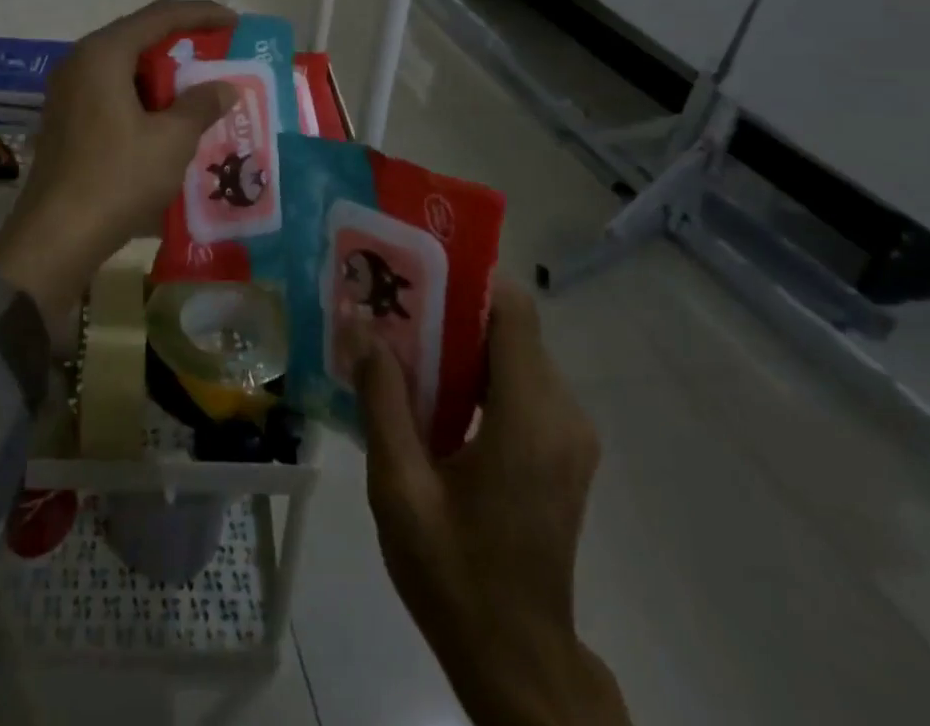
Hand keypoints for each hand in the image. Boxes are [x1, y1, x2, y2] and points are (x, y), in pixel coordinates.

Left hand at [0, 0, 236, 317]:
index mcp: (103, 54)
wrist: (56, 237)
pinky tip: (168, 119)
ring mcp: (68, 91)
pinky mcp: (67, 118)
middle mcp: (80, 62)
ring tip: (200, 89)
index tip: (234, 22)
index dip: (200, 14)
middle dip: (182, 44)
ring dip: (163, 75)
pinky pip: (112, 91)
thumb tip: (224, 87)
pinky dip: (143, 96)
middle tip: (219, 54)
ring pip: (125, 67)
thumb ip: (201, 104)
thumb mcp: (171, 140)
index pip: (159, 15)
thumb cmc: (117, 178)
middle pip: (138, 37)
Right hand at [354, 278, 628, 725]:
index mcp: (529, 418)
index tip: (413, 270)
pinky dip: (478, 373)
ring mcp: (569, 435)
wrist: (517, 659)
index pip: (512, 310)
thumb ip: (381, 399)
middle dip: (452, 307)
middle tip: (392, 304)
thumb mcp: (399, 486)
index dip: (467, 277)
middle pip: (511, 327)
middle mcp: (562, 414)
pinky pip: (521, 385)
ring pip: (515, 353)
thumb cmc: (454, 573)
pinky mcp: (563, 451)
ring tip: (402, 341)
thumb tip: (360, 324)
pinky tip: (431, 390)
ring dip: (462, 341)